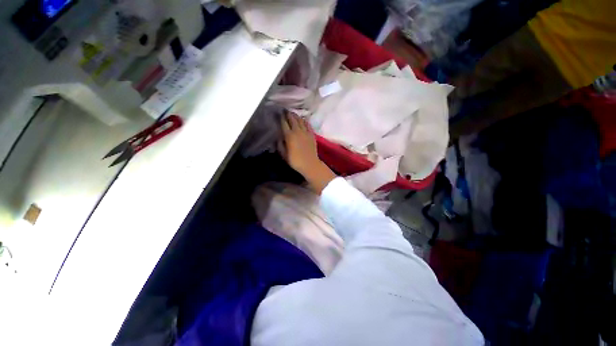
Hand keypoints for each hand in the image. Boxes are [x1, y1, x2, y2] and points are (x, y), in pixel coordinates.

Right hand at [280, 113, 336, 193]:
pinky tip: (303, 119)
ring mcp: (306, 132)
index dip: (280, 117)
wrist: (310, 164)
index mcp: (289, 136)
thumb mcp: (283, 154)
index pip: (284, 123)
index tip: (278, 113)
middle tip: (285, 110)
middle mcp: (297, 131)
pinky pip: (308, 124)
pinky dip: (304, 121)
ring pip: (300, 120)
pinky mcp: (312, 134)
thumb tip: (278, 137)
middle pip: (292, 119)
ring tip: (293, 113)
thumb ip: (280, 145)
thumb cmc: (295, 161)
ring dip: (296, 116)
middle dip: (288, 114)